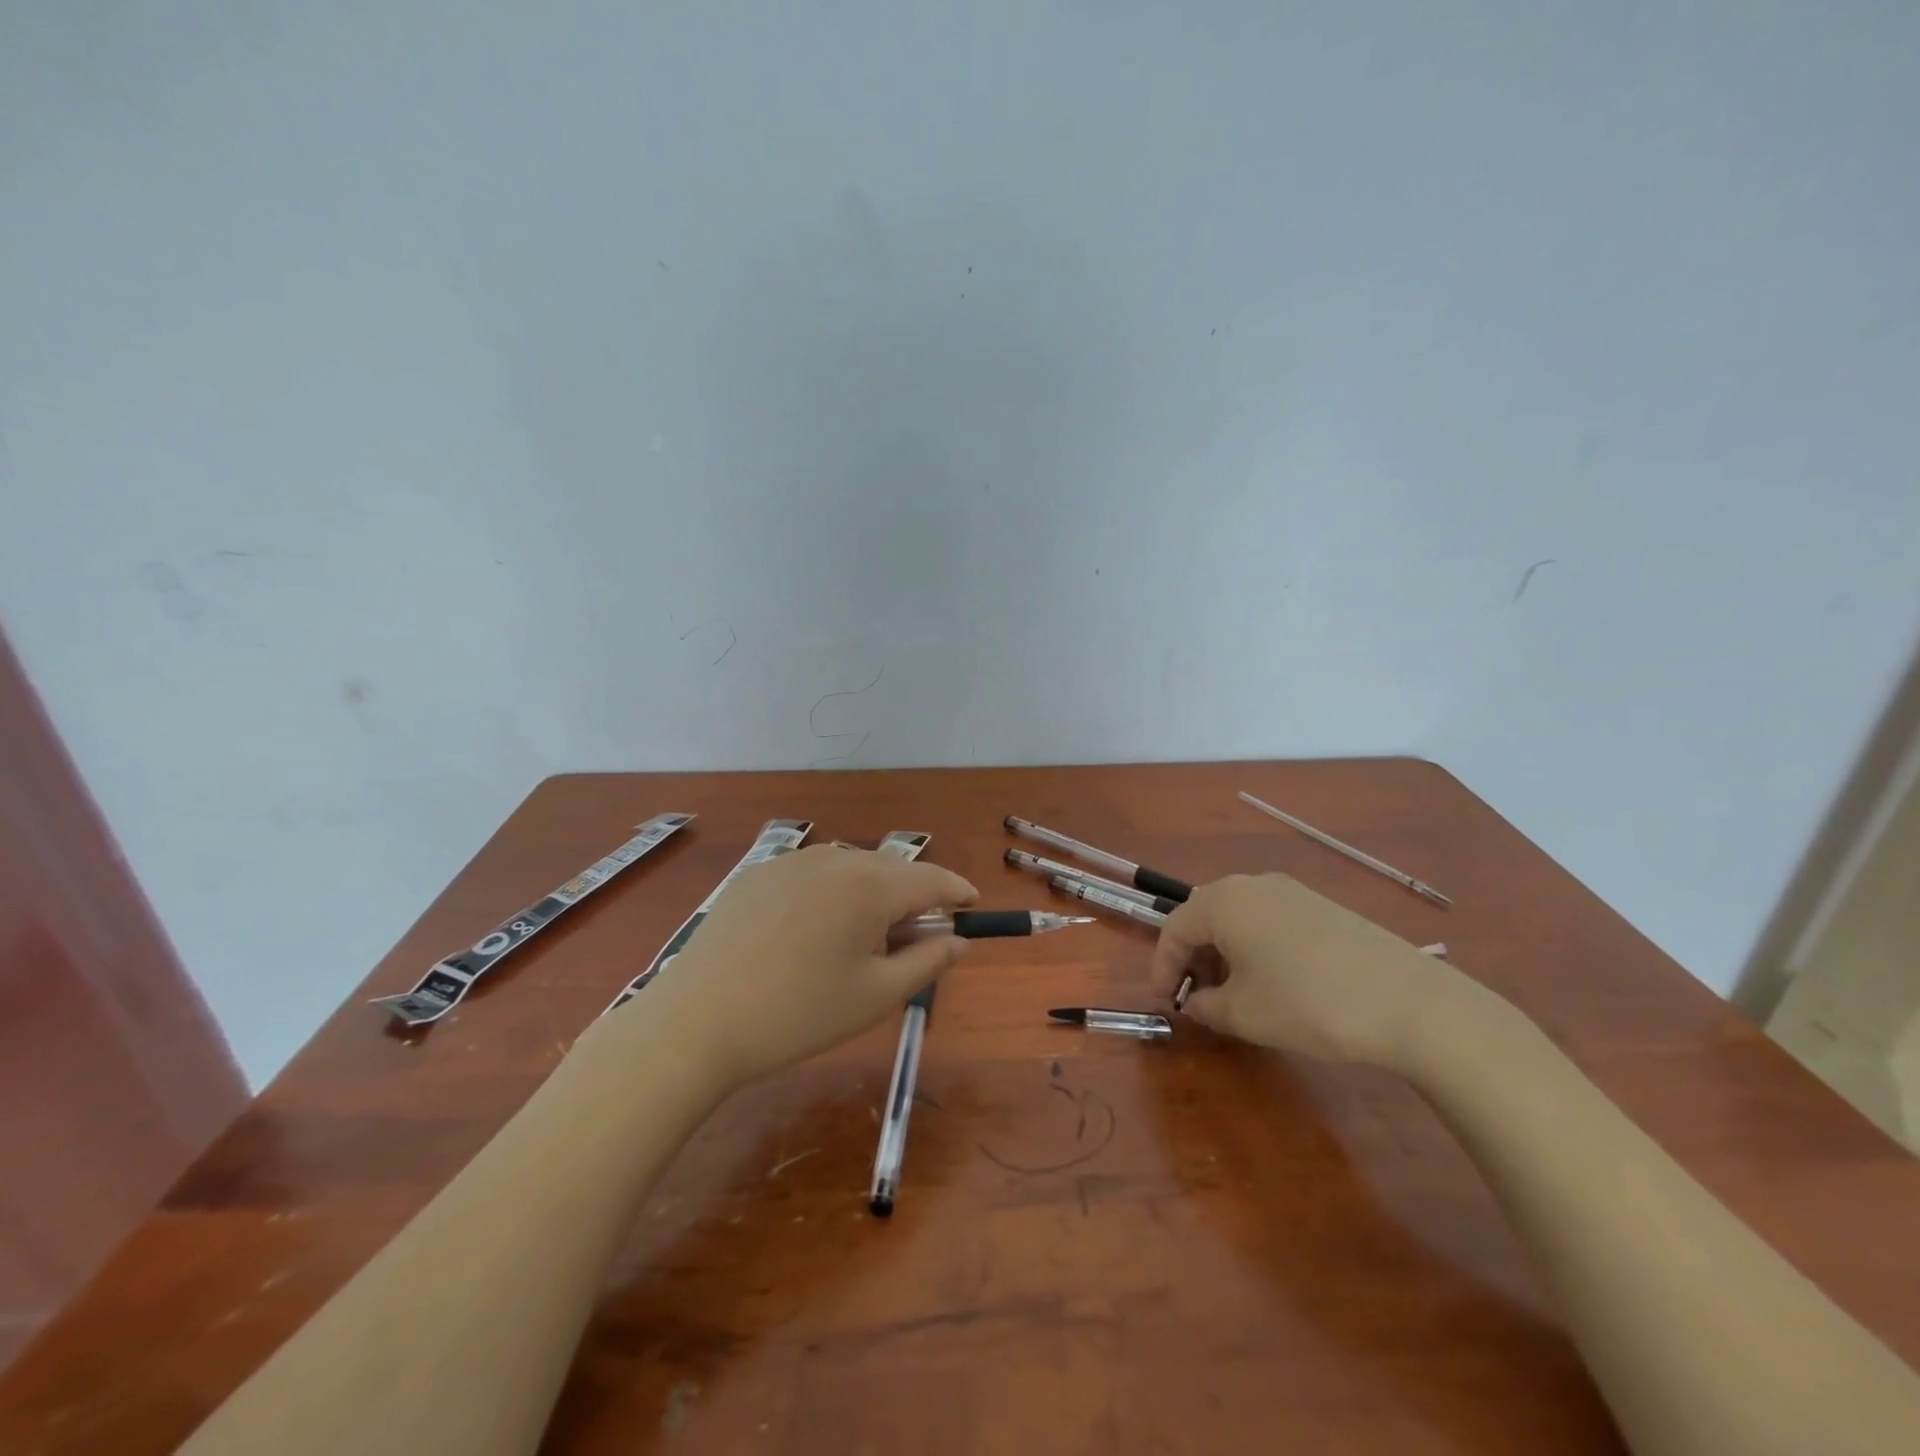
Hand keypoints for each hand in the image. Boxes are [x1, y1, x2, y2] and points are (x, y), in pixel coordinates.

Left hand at [638, 845, 977, 1089]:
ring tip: (860, 939)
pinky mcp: (757, 873)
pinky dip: (830, 893)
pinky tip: (811, 932)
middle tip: (915, 938)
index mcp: (869, 886)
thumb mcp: (877, 996)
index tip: (971, 906)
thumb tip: (959, 940)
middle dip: (913, 897)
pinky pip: (812, 874)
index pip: (931, 878)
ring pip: (851, 869)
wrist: (697, 1022)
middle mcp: (833, 859)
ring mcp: (790, 862)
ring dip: (871, 893)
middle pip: (891, 870)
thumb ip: (928, 961)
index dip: (957, 891)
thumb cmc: (799, 1015)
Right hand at [1149, 873, 1464, 1066]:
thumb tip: (1195, 1003)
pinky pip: (1270, 920)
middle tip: (1196, 998)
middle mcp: (1252, 885)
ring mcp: (1292, 892)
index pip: (1174, 929)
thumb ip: (1206, 1007)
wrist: (1411, 1002)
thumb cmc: (1308, 1004)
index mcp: (1223, 902)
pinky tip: (1274, 982)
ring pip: (1239, 918)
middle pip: (1205, 917)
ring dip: (1224, 953)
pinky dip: (1256, 947)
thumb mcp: (1244, 1014)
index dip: (1163, 968)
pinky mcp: (1322, 907)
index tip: (1165, 1002)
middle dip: (1193, 958)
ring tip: (1234, 994)